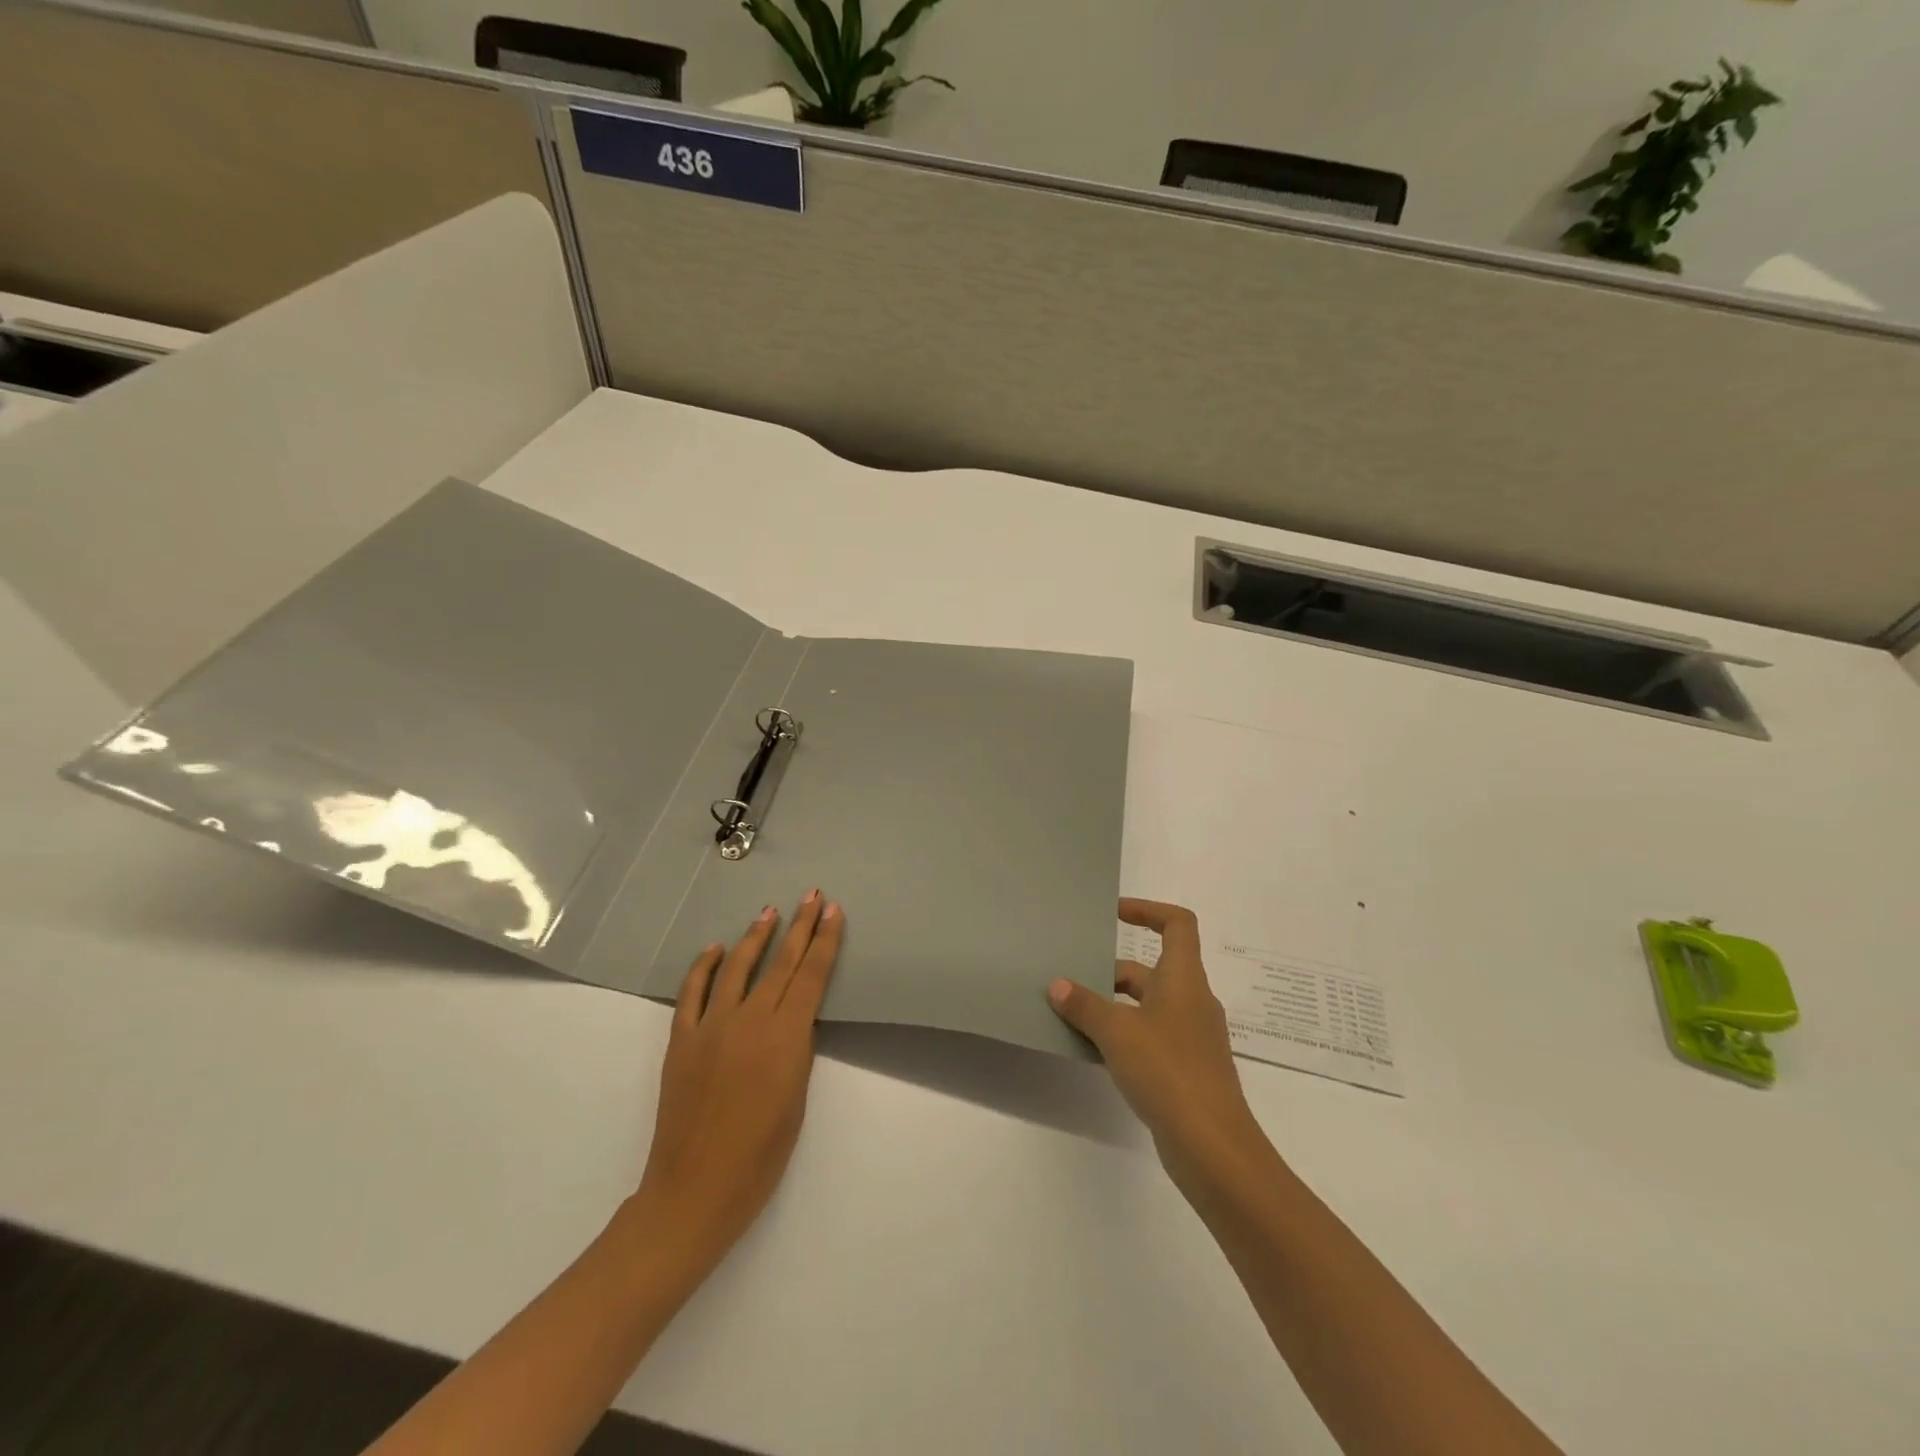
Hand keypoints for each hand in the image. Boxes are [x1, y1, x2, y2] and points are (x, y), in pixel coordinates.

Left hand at [627, 892, 844, 1265]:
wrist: (695, 1190)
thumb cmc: (760, 1157)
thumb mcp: (797, 1101)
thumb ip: (797, 1051)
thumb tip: (794, 1020)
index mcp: (785, 1038)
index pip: (811, 976)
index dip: (825, 941)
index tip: (834, 911)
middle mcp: (750, 1021)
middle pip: (781, 963)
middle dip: (800, 926)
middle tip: (812, 895)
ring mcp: (711, 1027)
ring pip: (738, 968)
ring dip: (756, 937)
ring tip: (770, 911)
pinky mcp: (682, 1039)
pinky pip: (693, 992)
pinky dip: (704, 967)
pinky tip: (716, 949)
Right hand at [1047, 899, 1266, 1187]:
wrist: (1213, 1147)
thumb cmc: (1168, 1071)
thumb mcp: (1117, 1032)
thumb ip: (1085, 1005)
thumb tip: (1058, 985)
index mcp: (1183, 978)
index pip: (1177, 924)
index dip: (1147, 910)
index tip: (1113, 915)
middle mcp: (1192, 1001)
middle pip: (1151, 969)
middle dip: (1111, 972)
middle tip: (1072, 980)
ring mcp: (1192, 1037)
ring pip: (1148, 1006)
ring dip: (1114, 1007)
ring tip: (1074, 1015)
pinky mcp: (1187, 1070)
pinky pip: (1151, 1037)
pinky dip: (1125, 1036)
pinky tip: (1096, 1053)